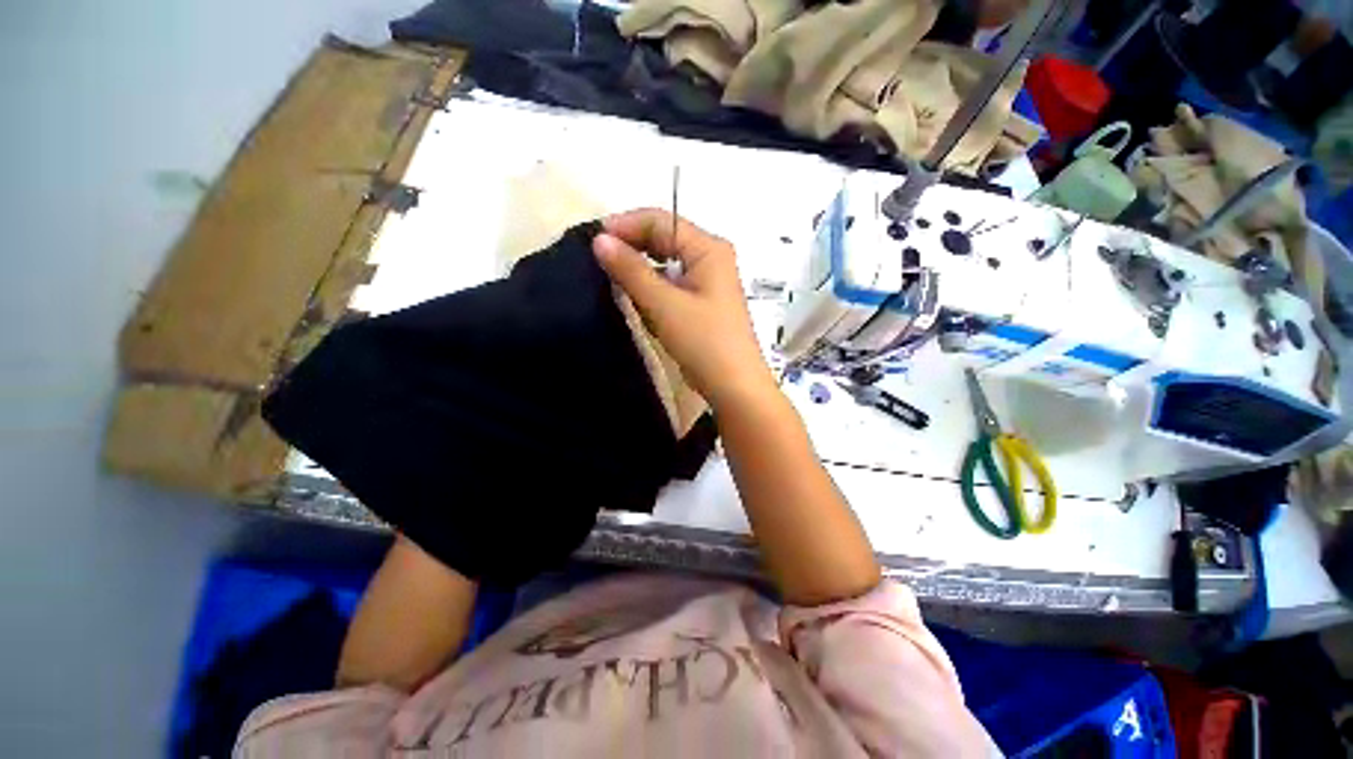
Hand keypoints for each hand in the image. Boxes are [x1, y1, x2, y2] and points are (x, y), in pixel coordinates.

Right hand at [593, 209, 774, 408]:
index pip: (662, 221)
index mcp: (708, 248)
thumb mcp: (664, 304)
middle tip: (599, 261)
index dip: (626, 225)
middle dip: (633, 247)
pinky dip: (653, 289)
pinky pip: (672, 285)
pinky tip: (639, 301)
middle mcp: (711, 258)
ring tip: (614, 280)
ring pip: (666, 264)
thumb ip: (632, 270)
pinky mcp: (702, 303)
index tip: (593, 241)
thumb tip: (599, 240)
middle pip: (665, 239)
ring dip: (641, 271)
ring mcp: (708, 282)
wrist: (734, 386)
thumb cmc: (703, 341)